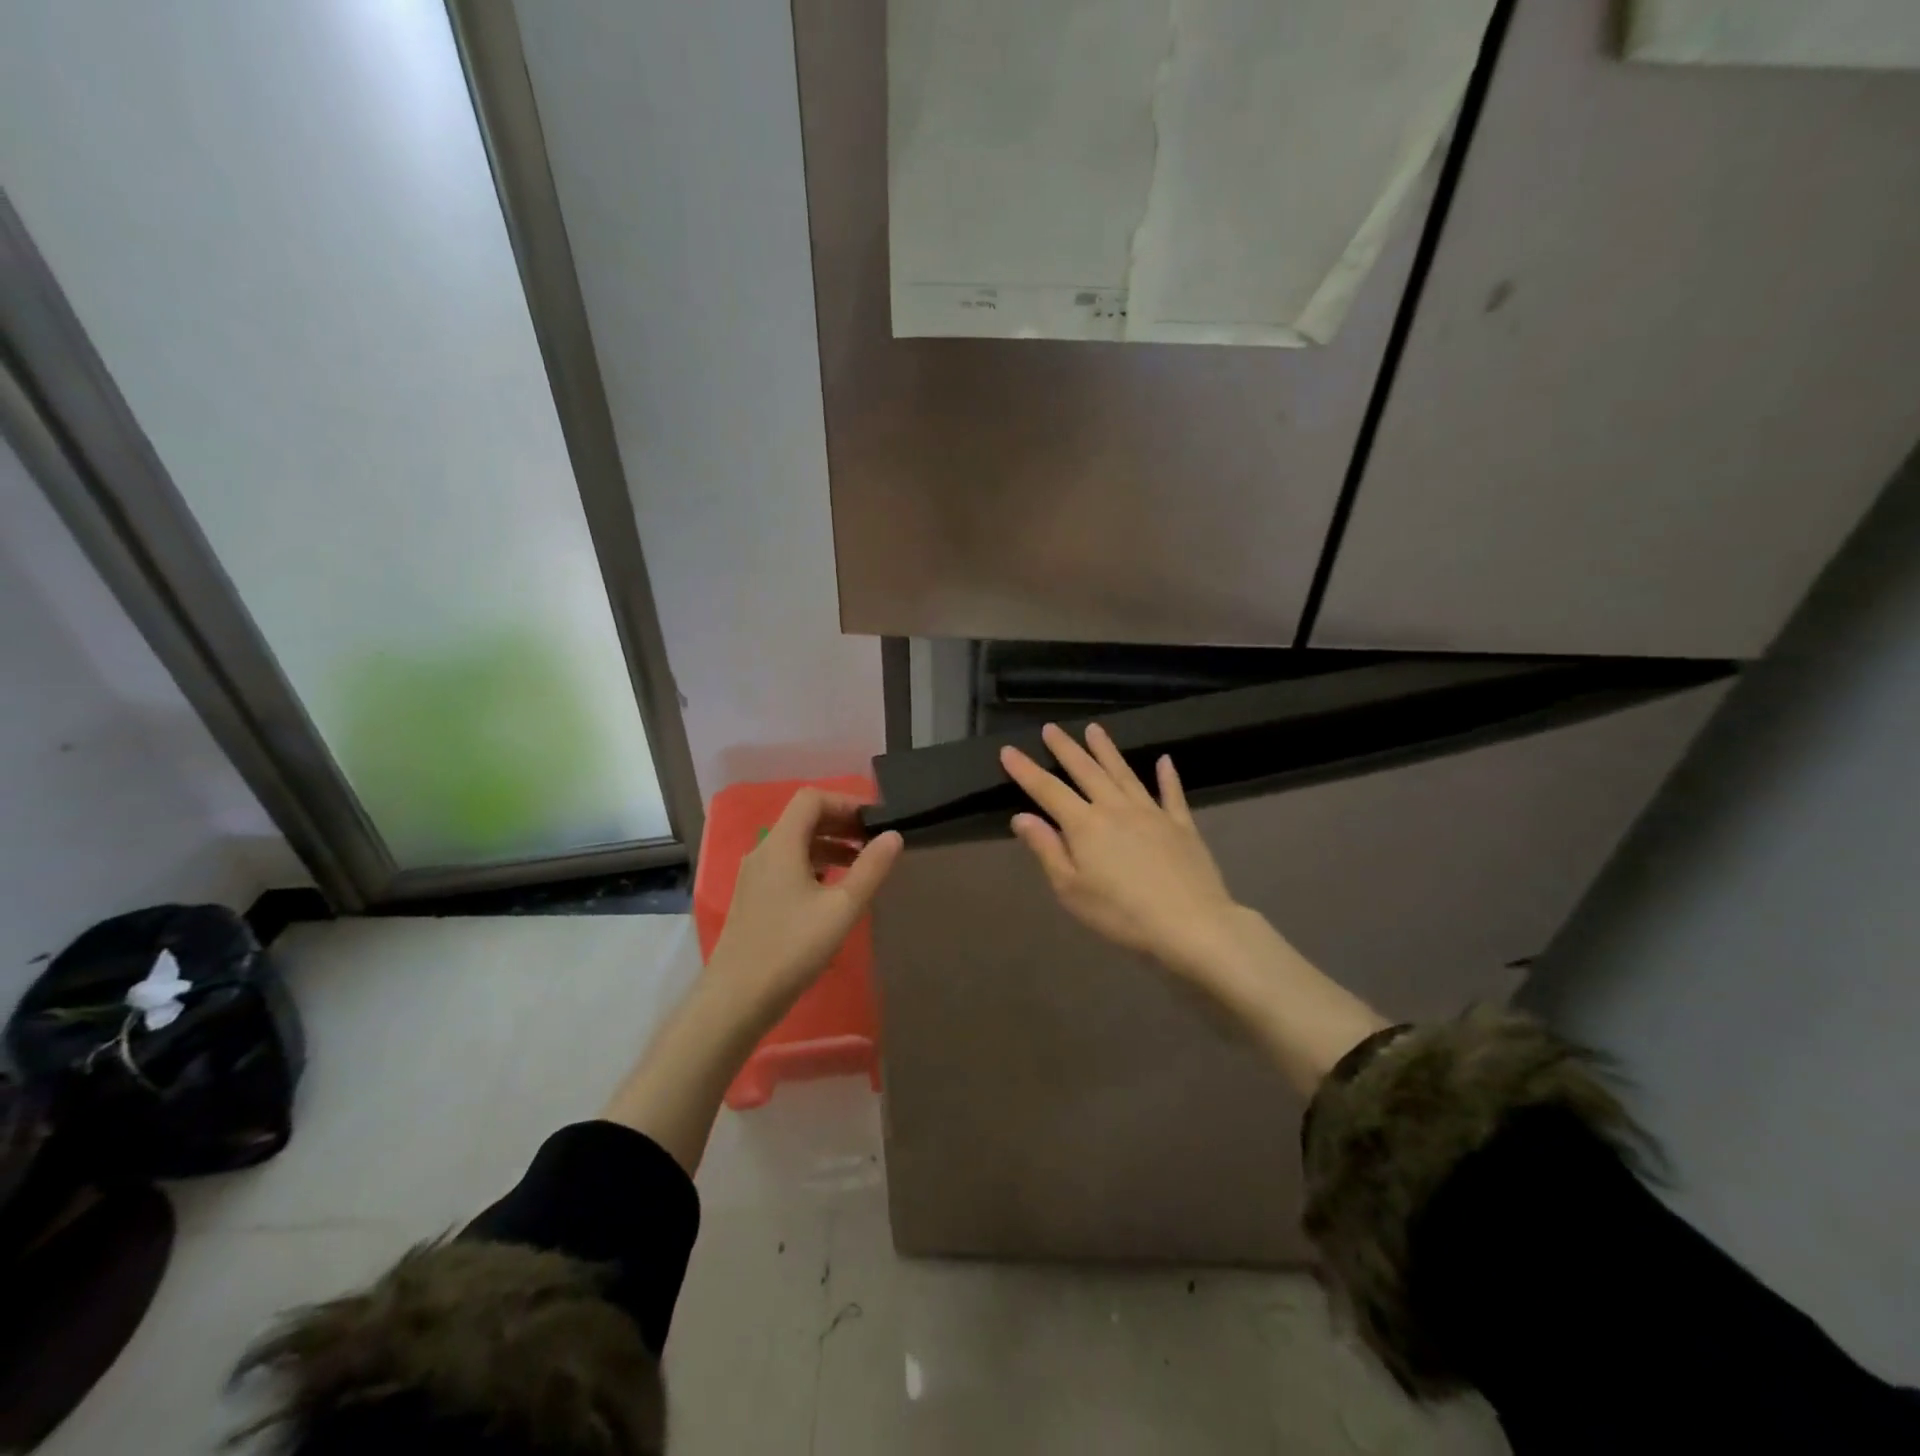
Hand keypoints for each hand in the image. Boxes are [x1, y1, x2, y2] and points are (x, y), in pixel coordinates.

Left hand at [706, 789, 902, 1026]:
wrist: (736, 999)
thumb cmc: (792, 947)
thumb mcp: (842, 908)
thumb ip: (871, 868)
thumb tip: (893, 835)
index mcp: (781, 844)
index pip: (811, 799)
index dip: (845, 802)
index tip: (874, 821)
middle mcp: (763, 852)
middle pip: (803, 819)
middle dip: (840, 823)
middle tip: (873, 841)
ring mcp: (754, 876)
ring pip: (795, 845)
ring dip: (829, 846)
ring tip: (860, 865)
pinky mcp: (753, 899)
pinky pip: (787, 866)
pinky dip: (814, 865)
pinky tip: (832, 890)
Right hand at [1001, 723, 1243, 979]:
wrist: (1191, 924)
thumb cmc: (1121, 914)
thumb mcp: (1071, 889)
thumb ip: (1047, 849)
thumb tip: (1021, 817)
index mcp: (1085, 825)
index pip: (1048, 790)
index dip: (1026, 770)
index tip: (1008, 750)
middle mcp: (1116, 808)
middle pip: (1086, 771)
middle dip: (1066, 748)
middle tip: (1051, 728)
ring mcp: (1152, 813)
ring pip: (1124, 773)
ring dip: (1107, 750)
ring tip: (1094, 729)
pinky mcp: (1181, 825)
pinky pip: (1172, 794)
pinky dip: (1167, 776)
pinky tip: (1164, 761)